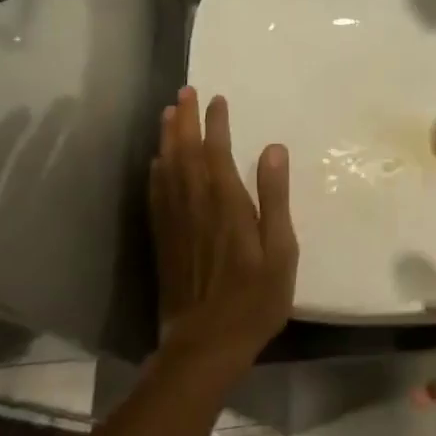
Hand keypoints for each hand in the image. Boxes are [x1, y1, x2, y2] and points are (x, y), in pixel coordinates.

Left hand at [149, 88, 296, 370]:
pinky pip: (156, 196)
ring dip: (166, 138)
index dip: (216, 123)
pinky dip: (155, 172)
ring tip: (167, 113)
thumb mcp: (280, 250)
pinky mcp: (164, 240)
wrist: (206, 344)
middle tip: (184, 92)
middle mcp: (195, 206)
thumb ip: (275, 198)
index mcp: (227, 204)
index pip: (217, 152)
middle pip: (185, 153)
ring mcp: (175, 223)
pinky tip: (155, 163)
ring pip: (166, 169)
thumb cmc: (255, 299)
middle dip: (184, 120)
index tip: (217, 99)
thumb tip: (274, 149)